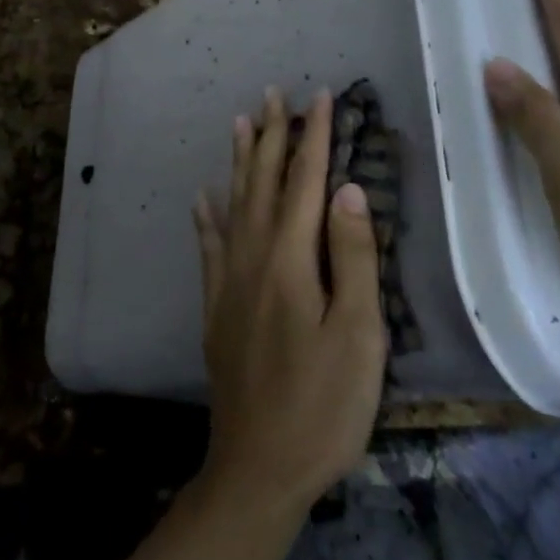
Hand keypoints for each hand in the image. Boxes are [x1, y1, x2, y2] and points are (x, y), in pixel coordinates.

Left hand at [193, 87, 386, 516]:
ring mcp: (228, 281)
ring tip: (239, 122)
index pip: (304, 183)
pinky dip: (206, 216)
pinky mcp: (216, 306)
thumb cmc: (323, 405)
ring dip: (239, 161)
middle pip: (262, 183)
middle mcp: (252, 257)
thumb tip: (348, 190)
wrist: (258, 466)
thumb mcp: (358, 335)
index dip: (313, 138)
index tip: (318, 97)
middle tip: (273, 93)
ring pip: (233, 204)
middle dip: (271, 135)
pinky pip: (208, 246)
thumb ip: (354, 258)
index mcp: (290, 260)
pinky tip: (201, 197)